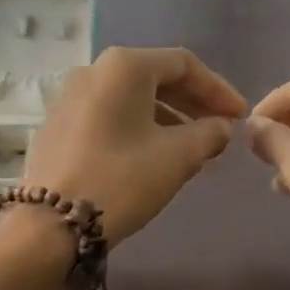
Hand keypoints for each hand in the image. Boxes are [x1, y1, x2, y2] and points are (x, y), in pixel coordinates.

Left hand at [21, 47, 247, 244]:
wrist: (50, 225)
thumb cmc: (122, 180)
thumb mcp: (177, 157)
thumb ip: (208, 134)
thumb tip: (221, 127)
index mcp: (124, 67)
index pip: (184, 64)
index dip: (217, 89)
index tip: (239, 116)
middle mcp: (93, 70)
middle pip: (155, 77)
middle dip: (192, 102)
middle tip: (220, 128)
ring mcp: (70, 96)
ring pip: (132, 98)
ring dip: (167, 117)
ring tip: (192, 146)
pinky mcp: (58, 124)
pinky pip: (110, 114)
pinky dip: (138, 126)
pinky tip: (153, 154)